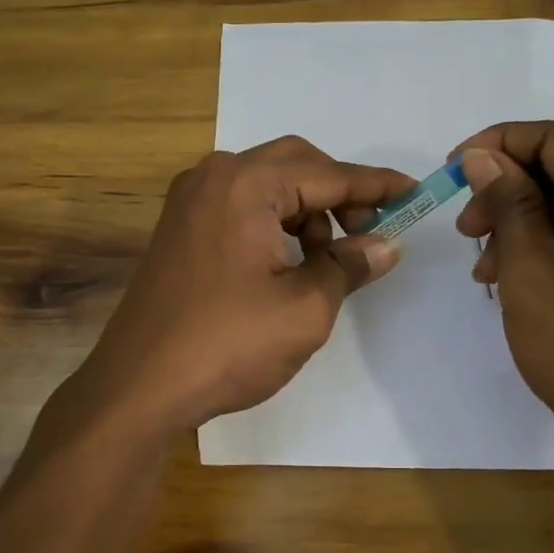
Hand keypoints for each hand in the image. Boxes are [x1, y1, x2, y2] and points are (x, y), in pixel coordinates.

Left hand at [72, 137, 413, 435]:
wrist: (138, 387)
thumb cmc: (228, 345)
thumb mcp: (305, 309)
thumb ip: (349, 266)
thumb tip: (385, 245)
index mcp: (245, 185)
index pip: (328, 174)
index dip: (376, 186)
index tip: (415, 193)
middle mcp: (213, 177)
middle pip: (295, 165)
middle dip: (339, 194)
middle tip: (369, 232)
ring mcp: (190, 202)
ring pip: (267, 185)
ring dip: (307, 210)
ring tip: (327, 260)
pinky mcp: (180, 229)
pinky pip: (241, 207)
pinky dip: (275, 223)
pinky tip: (290, 263)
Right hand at [454, 122, 553, 529]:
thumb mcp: (529, 268)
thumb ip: (508, 202)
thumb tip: (485, 157)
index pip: (553, 138)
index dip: (496, 145)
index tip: (453, 171)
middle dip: (508, 192)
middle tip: (466, 233)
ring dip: (524, 223)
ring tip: (486, 270)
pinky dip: (552, 245)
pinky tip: (519, 279)